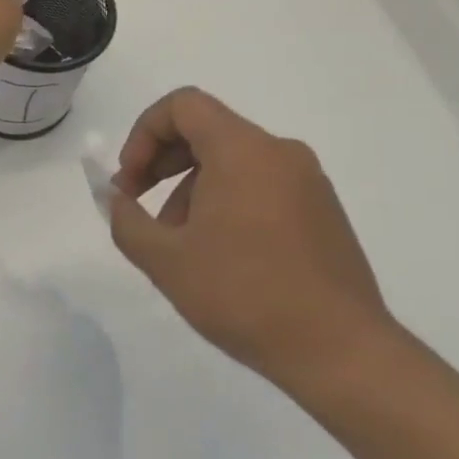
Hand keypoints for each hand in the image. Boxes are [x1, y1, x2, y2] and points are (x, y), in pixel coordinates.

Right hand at [108, 88, 400, 402]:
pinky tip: (218, 253)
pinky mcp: (323, 211)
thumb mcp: (164, 259)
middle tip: (139, 204)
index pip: (183, 105)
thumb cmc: (244, 294)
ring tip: (178, 242)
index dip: (143, 133)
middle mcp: (280, 153)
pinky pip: (260, 184)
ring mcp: (308, 182)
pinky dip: (225, 200)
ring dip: (190, 186)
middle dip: (161, 161)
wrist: (342, 353)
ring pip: (232, 160)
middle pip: (206, 129)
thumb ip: (125, 219)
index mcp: (243, 151)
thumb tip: (116, 197)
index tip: (131, 181)